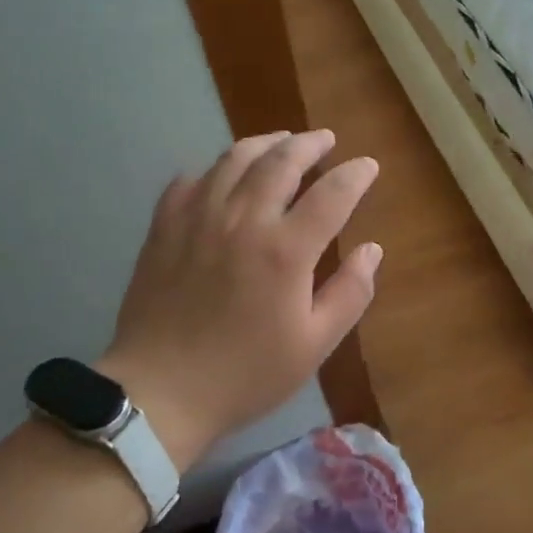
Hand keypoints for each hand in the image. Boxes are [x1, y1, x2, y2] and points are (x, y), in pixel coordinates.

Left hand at [98, 130, 380, 469]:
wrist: (160, 392)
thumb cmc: (245, 374)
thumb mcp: (314, 345)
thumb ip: (350, 293)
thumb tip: (372, 250)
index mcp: (285, 249)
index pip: (332, 193)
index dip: (355, 174)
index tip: (368, 166)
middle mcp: (243, 219)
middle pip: (282, 160)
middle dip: (310, 143)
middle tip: (325, 139)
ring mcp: (198, 218)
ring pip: (235, 159)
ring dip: (265, 143)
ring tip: (280, 142)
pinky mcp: (164, 227)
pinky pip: (190, 181)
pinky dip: (213, 171)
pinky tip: (221, 178)